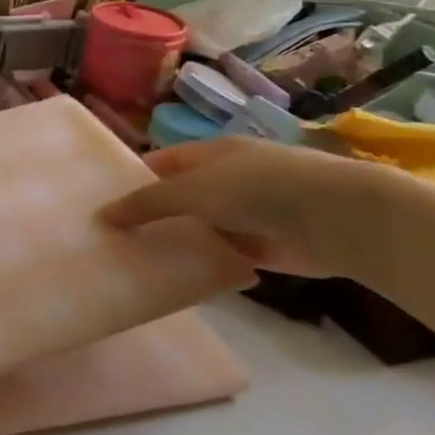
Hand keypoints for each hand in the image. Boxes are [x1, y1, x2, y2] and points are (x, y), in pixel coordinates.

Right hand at [99, 136, 385, 276]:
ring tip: (133, 263)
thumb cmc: (256, 188)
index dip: (133, 178)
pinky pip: (221, 256)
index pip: (162, 163)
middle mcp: (226, 180)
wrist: (333, 218)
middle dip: (150, 215)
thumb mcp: (192, 190)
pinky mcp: (262, 249)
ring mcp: (245, 215)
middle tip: (110, 239)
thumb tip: (102, 216)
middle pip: (178, 198)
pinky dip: (201, 266)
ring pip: (198, 229)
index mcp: (211, 154)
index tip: (102, 203)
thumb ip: (147, 203)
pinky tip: (173, 281)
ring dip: (175, 243)